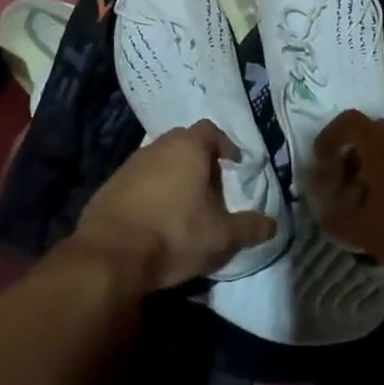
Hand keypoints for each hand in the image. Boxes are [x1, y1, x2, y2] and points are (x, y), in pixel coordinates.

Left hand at [74, 121, 278, 292]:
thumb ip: (249, 227)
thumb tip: (273, 224)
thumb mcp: (221, 236)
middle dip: (199, 161)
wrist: (110, 254)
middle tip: (210, 187)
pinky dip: (151, 192)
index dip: (225, 145)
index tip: (233, 165)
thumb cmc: (174, 234)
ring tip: (183, 205)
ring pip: (160, 161)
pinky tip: (155, 218)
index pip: (211, 131)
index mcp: (188, 147)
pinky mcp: (111, 184)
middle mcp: (159, 145)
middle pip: (184, 143)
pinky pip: (139, 180)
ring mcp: (131, 163)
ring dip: (173, 176)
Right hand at [304, 110, 383, 281]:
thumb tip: (323, 210)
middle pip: (373, 132)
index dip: (329, 138)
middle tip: (348, 184)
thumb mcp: (366, 233)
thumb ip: (337, 219)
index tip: (321, 161)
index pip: (347, 122)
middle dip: (356, 154)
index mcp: (381, 144)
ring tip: (378, 199)